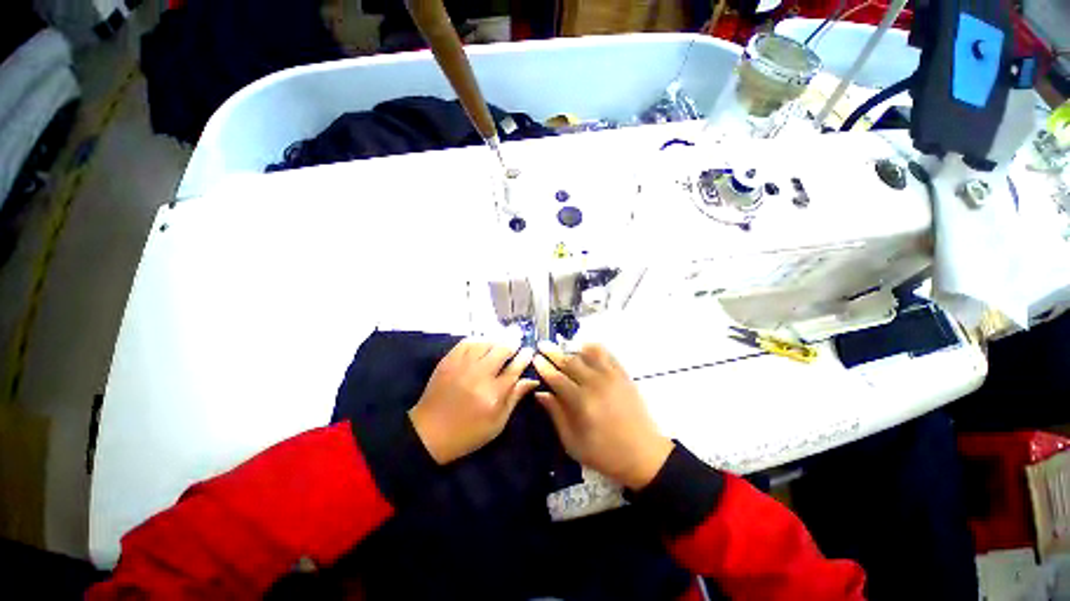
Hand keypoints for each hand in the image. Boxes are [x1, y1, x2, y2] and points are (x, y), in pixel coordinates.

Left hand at [409, 338, 538, 464]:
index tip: (529, 351)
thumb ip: (515, 398)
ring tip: (502, 340)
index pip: (515, 368)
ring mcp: (462, 366)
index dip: (525, 357)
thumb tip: (532, 380)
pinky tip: (482, 342)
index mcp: (493, 394)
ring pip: (485, 343)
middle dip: (513, 342)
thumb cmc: (468, 432)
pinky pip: (466, 342)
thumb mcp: (497, 423)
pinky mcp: (448, 361)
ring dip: (496, 339)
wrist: (429, 433)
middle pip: (501, 350)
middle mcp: (479, 375)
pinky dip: (477, 340)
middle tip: (517, 339)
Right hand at [533, 341, 673, 489]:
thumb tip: (540, 393)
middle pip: (570, 361)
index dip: (544, 366)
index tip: (535, 357)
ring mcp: (612, 377)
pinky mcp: (624, 375)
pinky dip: (594, 348)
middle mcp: (596, 384)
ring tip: (563, 346)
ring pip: (588, 353)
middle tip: (543, 345)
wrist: (644, 455)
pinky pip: (607, 354)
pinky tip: (587, 348)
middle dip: (554, 352)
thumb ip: (556, 414)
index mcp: (581, 402)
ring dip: (573, 348)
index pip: (557, 377)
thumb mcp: (573, 442)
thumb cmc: (605, 453)